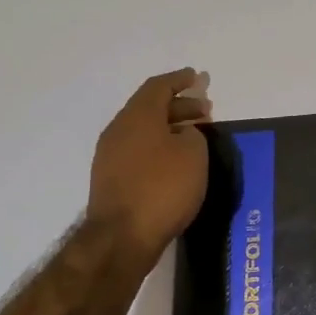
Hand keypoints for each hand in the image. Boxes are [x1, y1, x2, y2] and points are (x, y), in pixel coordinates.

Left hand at [84, 69, 212, 265]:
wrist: (122, 237)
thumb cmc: (163, 188)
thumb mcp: (193, 154)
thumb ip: (192, 135)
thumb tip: (182, 135)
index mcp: (138, 116)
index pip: (159, 86)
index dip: (179, 80)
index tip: (196, 77)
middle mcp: (119, 129)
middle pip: (150, 107)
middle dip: (179, 105)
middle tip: (205, 110)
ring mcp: (110, 155)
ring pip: (144, 130)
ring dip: (169, 127)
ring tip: (194, 136)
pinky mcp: (111, 179)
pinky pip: (138, 150)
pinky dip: (159, 146)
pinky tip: (176, 161)